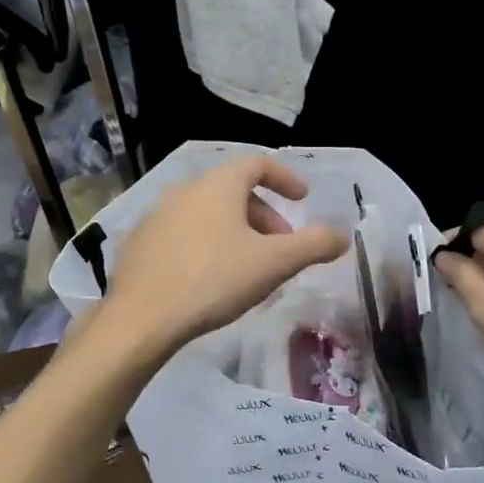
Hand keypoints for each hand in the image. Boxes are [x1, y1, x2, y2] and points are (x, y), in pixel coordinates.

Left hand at [103, 157, 347, 355]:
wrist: (141, 318)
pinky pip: (183, 234)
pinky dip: (206, 245)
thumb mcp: (274, 263)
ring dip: (235, 232)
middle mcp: (185, 190)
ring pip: (208, 214)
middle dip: (264, 216)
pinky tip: (210, 279)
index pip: (257, 164)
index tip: (303, 199)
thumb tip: (344, 235)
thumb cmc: (214, 280)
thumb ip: (314, 245)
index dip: (285, 178)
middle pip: (233, 192)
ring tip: (249, 267)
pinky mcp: (139, 243)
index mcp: (218, 185)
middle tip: (281, 248)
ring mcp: (157, 216)